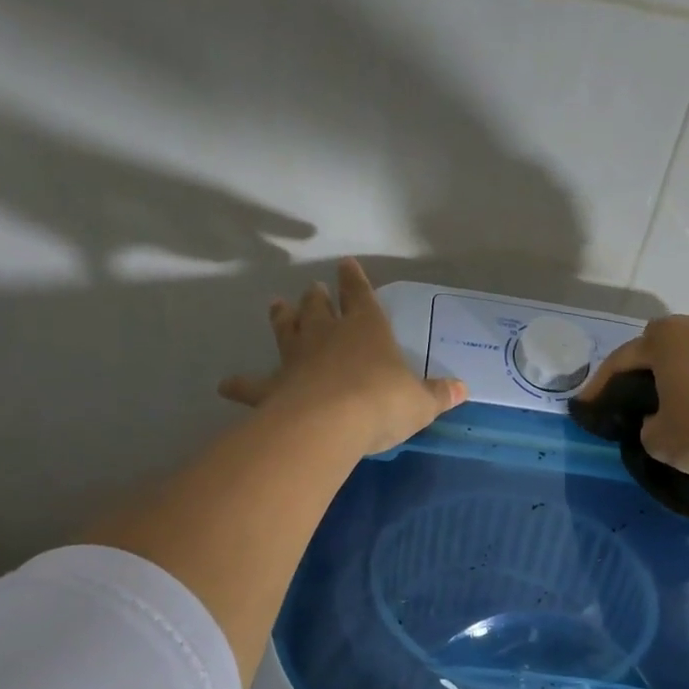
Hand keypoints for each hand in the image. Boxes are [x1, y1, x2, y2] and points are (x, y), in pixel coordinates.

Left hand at [220, 259, 465, 454]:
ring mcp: (296, 358)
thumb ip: (439, 394)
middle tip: (310, 289)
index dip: (354, 280)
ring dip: (282, 318)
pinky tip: (226, 384)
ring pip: (286, 331)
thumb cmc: (382, 403)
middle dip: (315, 297)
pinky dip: (240, 384)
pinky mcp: (273, 387)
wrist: (330, 423)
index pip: (360, 295)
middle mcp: (328, 335)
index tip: (345, 265)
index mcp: (366, 329)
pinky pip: (252, 384)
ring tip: (276, 306)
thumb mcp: (421, 402)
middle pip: (317, 308)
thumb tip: (463, 389)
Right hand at [578, 310, 688, 494]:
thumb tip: (656, 419)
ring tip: (673, 400)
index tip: (586, 405)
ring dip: (680, 372)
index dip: (600, 385)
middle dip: (643, 370)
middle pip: (659, 346)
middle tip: (632, 397)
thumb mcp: (659, 440)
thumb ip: (646, 425)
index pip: (621, 360)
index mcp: (665, 338)